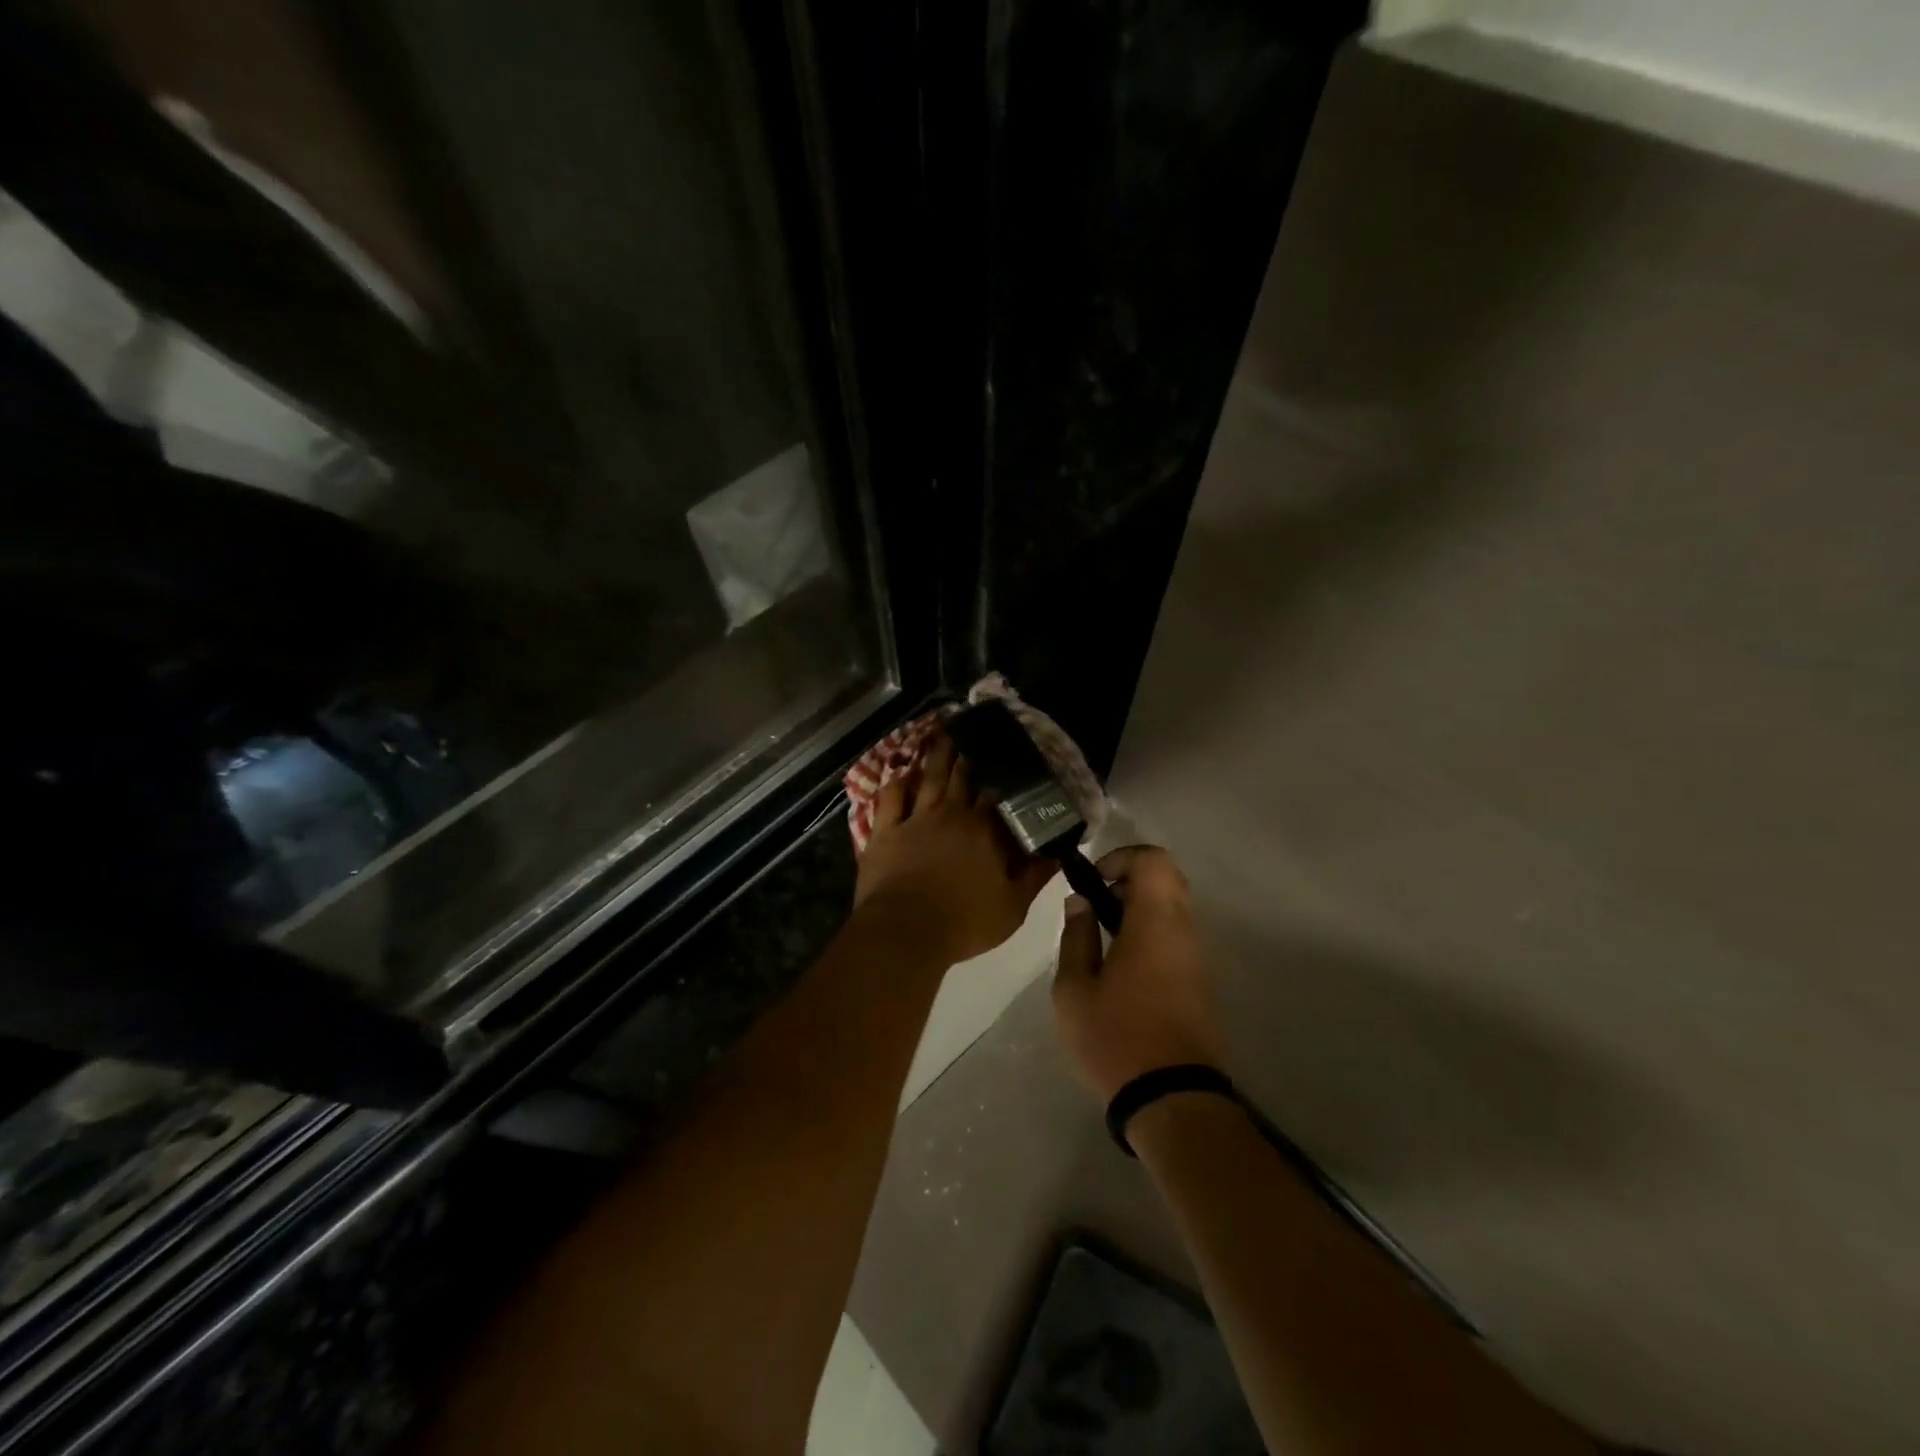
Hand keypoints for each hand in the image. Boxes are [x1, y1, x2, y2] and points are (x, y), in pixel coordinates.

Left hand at [854, 731, 1058, 965]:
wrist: (905, 931)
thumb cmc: (964, 922)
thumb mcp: (1012, 907)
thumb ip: (1035, 876)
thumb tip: (1058, 851)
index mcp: (985, 831)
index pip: (999, 794)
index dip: (1005, 774)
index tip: (1010, 754)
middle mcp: (952, 814)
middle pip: (964, 777)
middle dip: (972, 753)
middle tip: (977, 730)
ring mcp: (916, 819)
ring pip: (930, 778)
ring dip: (938, 755)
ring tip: (946, 732)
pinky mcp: (886, 830)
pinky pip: (891, 797)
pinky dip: (897, 782)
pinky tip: (903, 770)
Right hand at [1052, 846, 1223, 1101]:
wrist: (1172, 1097)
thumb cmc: (1116, 1037)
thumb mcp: (1074, 988)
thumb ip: (1076, 936)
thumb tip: (1080, 902)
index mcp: (1155, 922)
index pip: (1154, 860)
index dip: (1121, 857)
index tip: (1093, 880)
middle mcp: (1184, 930)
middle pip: (1167, 878)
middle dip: (1129, 880)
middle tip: (1096, 905)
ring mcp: (1197, 956)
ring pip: (1174, 908)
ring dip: (1140, 908)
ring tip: (1104, 938)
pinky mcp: (1200, 981)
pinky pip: (1177, 935)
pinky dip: (1151, 931)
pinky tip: (1123, 965)